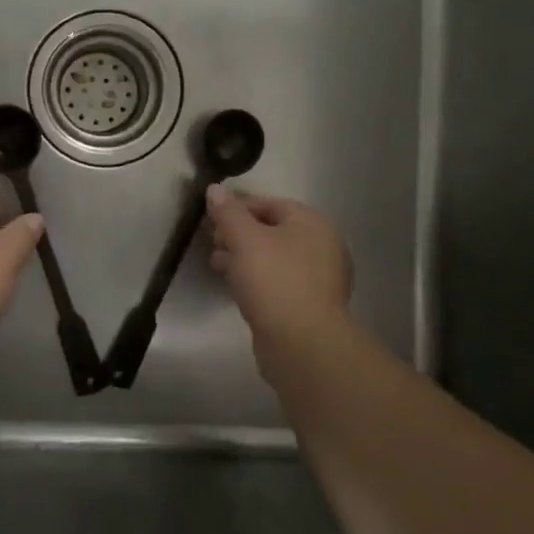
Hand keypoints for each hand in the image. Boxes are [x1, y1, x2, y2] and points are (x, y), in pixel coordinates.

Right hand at [206, 184, 353, 339]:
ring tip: (217, 266)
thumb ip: (228, 212)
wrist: (303, 345)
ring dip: (244, 258)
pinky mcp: (310, 306)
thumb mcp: (244, 239)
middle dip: (238, 234)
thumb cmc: (274, 281)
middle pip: (272, 230)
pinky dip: (256, 280)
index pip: (269, 203)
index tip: (211, 220)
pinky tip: (236, 288)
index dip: (237, 208)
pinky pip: (278, 282)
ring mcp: (319, 279)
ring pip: (274, 258)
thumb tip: (215, 188)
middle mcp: (322, 246)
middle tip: (212, 243)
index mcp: (312, 223)